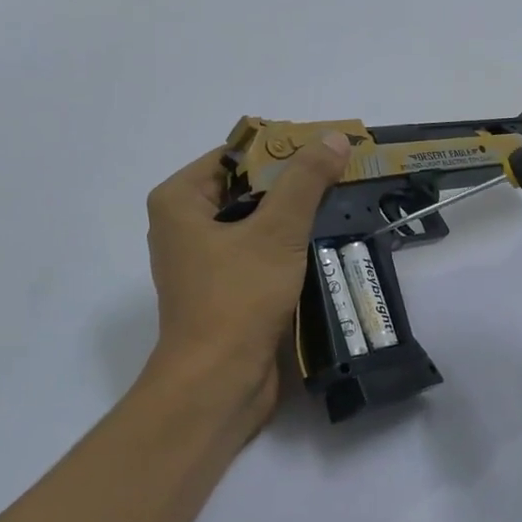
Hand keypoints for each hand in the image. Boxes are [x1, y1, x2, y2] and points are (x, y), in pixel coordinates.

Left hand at [144, 131, 350, 435]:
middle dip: (292, 185)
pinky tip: (324, 244)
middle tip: (342, 175)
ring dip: (293, 218)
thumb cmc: (238, 298)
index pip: (235, 156)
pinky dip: (286, 248)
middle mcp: (183, 226)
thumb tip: (334, 138)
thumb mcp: (277, 232)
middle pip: (245, 189)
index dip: (282, 149)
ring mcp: (202, 262)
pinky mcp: (223, 291)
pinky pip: (257, 254)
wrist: (218, 383)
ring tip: (342, 204)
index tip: (326, 149)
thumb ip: (306, 181)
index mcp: (179, 201)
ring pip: (254, 224)